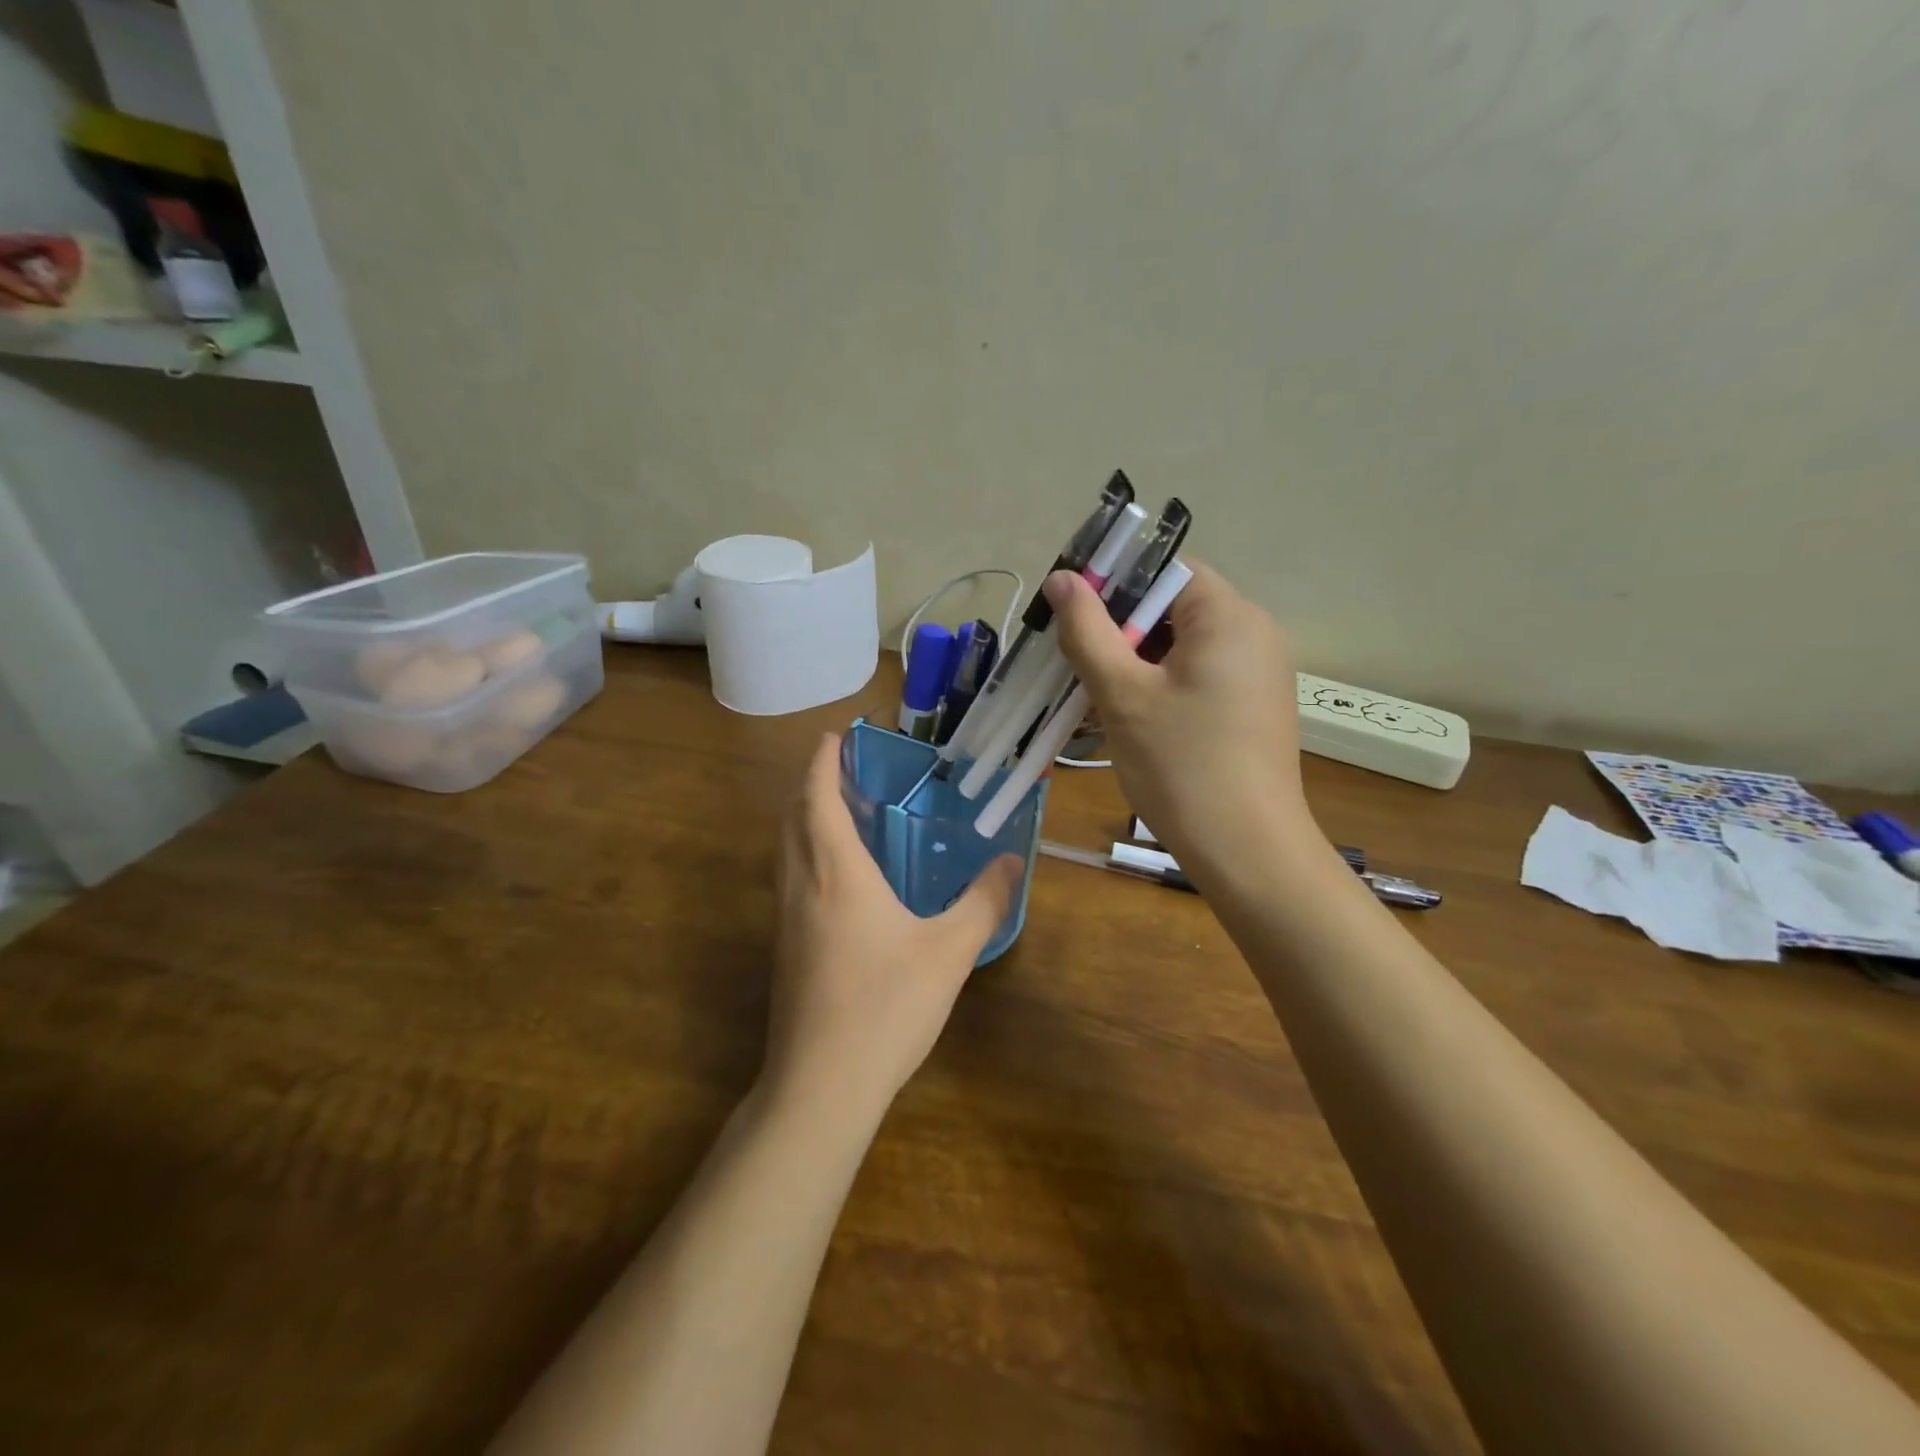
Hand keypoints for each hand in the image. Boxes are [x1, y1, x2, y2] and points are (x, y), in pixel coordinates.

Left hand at [767, 734, 1021, 1117]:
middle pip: (794, 817)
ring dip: (805, 818)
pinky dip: (806, 853)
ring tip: (840, 812)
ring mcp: (785, 919)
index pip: (818, 798)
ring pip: (786, 849)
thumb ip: (984, 902)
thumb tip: (1012, 861)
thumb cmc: (886, 1006)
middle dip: (812, 785)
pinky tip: (837, 877)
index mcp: (836, 873)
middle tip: (845, 770)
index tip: (835, 737)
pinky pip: (790, 878)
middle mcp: (802, 885)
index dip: (823, 763)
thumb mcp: (950, 951)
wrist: (820, 1086)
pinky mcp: (784, 949)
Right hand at [1044, 562, 1320, 877]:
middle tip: (1073, 666)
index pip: (1164, 571)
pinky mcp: (1251, 707)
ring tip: (1092, 699)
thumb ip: (1088, 631)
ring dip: (1132, 665)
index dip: (1113, 585)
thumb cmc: (1182, 766)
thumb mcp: (1123, 695)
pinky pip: (1195, 678)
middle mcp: (1253, 633)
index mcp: (1229, 615)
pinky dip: (1158, 689)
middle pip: (1171, 608)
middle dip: (1117, 632)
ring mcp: (1257, 673)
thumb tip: (1063, 578)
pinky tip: (1126, 721)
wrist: (1247, 851)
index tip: (1072, 620)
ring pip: (1178, 648)